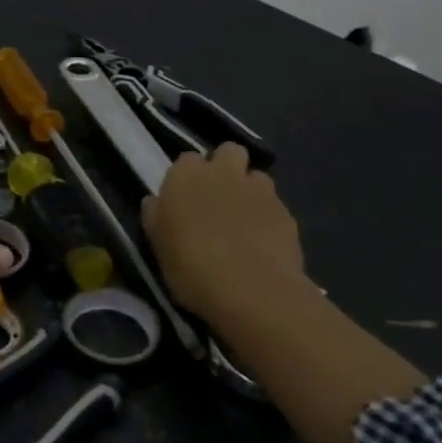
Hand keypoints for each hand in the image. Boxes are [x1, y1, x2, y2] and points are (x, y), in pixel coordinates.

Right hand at [142, 144, 305, 323]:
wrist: (251, 291)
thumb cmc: (191, 266)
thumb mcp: (158, 244)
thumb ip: (155, 216)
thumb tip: (154, 202)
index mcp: (185, 175)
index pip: (186, 160)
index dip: (188, 177)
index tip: (186, 198)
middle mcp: (223, 172)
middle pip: (229, 151)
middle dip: (226, 167)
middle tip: (218, 197)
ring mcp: (259, 190)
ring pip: (256, 176)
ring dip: (250, 190)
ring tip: (245, 220)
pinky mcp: (286, 213)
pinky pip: (275, 206)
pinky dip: (269, 218)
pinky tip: (264, 243)